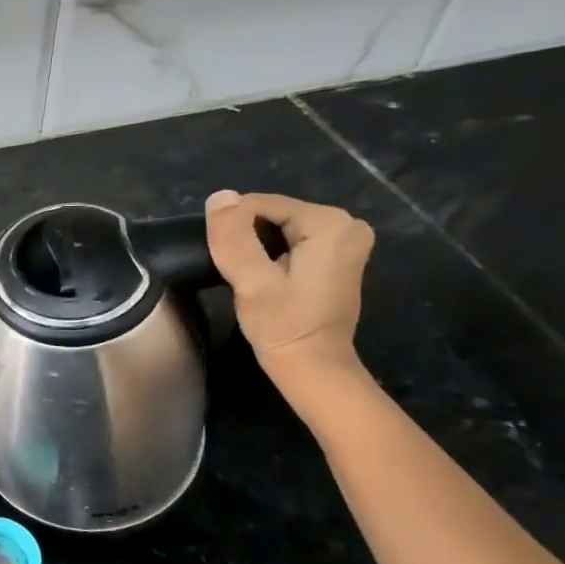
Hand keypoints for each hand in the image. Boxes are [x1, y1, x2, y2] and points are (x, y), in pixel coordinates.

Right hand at [204, 190, 374, 380]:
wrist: (312, 367)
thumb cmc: (282, 325)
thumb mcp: (251, 282)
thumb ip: (233, 237)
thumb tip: (219, 196)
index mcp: (329, 222)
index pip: (259, 204)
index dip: (234, 231)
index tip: (230, 265)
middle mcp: (345, 223)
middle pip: (270, 214)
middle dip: (247, 239)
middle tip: (242, 275)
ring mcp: (345, 239)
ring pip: (276, 228)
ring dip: (256, 249)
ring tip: (252, 279)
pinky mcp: (337, 255)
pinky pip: (290, 240)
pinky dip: (271, 255)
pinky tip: (267, 280)